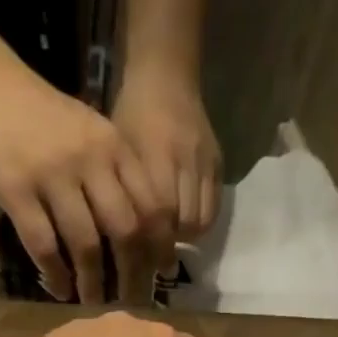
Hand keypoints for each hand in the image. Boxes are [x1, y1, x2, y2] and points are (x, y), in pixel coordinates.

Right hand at [0, 55, 171, 304]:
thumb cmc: (43, 117)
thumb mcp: (91, 134)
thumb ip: (118, 175)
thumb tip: (145, 233)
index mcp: (113, 147)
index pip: (151, 205)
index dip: (160, 246)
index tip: (162, 274)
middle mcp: (89, 161)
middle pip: (125, 230)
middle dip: (132, 273)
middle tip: (131, 300)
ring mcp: (52, 176)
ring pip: (85, 244)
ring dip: (93, 282)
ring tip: (93, 300)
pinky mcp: (16, 191)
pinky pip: (44, 246)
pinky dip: (56, 275)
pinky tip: (61, 290)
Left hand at [113, 64, 221, 244]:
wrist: (167, 75)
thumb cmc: (131, 114)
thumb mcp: (119, 149)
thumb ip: (124, 191)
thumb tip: (121, 238)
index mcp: (156, 155)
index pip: (159, 214)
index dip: (152, 242)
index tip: (142, 260)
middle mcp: (185, 160)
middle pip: (183, 222)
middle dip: (169, 245)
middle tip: (155, 256)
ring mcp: (205, 163)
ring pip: (201, 219)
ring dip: (186, 237)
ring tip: (171, 241)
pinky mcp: (219, 164)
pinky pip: (214, 207)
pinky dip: (200, 223)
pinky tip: (186, 225)